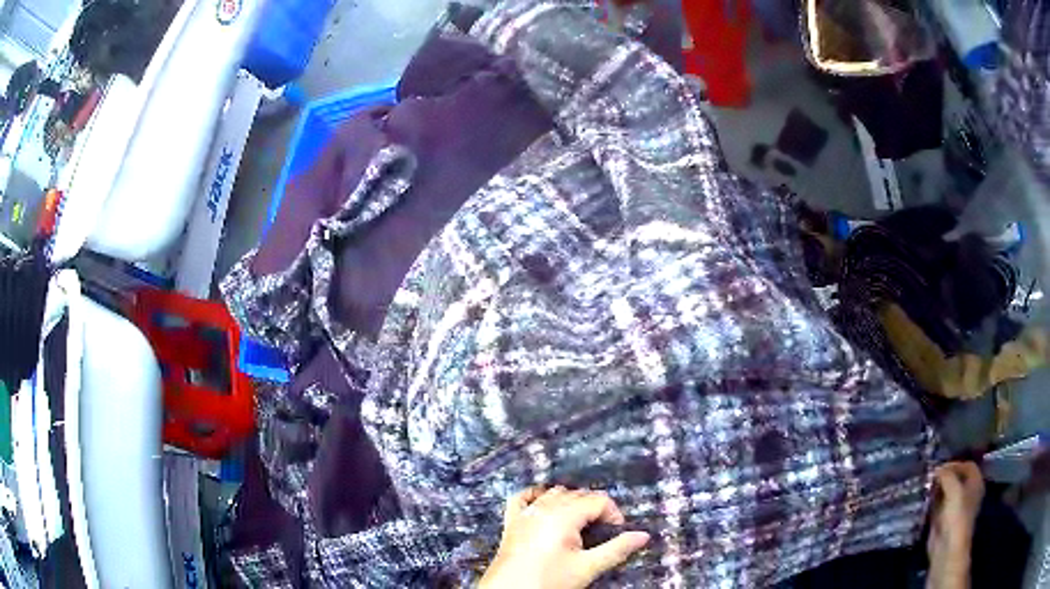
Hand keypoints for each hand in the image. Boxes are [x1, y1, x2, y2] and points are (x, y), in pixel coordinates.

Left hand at [480, 487, 650, 588]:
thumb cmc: (549, 581)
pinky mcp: (511, 521)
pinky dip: (536, 496)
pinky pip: (522, 497)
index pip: (598, 500)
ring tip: (580, 525)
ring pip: (554, 493)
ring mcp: (525, 513)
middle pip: (578, 494)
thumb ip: (616, 549)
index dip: (613, 513)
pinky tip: (544, 506)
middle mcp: (544, 508)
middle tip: (602, 532)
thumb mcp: (587, 568)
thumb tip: (643, 536)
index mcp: (564, 515)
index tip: (617, 532)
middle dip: (595, 508)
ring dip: (570, 502)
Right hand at [926, 462, 983, 588]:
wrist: (947, 548)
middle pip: (956, 479)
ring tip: (924, 485)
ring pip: (945, 492)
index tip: (939, 467)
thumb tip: (936, 469)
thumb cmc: (957, 515)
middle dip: (944, 476)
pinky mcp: (942, 520)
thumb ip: (946, 475)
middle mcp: (967, 493)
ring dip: (936, 489)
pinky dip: (931, 502)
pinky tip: (923, 499)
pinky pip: (937, 506)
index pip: (967, 466)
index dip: (954, 464)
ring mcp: (954, 508)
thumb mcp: (954, 489)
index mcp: (975, 483)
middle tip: (930, 475)